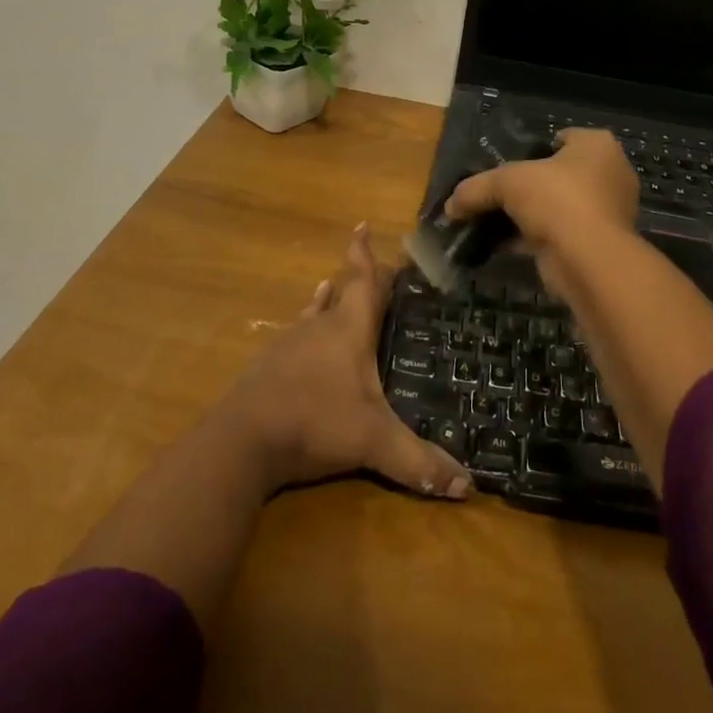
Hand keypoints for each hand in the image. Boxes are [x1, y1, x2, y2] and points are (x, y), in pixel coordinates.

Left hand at [218, 224, 472, 499]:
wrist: (243, 440)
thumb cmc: (315, 422)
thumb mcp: (373, 443)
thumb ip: (419, 462)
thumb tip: (469, 486)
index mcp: (349, 329)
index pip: (363, 281)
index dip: (365, 254)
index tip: (362, 225)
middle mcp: (320, 327)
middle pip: (340, 291)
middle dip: (355, 277)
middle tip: (368, 267)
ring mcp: (290, 344)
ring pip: (314, 312)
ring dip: (326, 300)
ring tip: (330, 289)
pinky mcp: (269, 366)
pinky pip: (296, 336)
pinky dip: (307, 329)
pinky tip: (303, 339)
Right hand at [444, 129, 639, 296]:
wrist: (589, 259)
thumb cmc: (557, 199)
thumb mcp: (507, 182)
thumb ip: (477, 188)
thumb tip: (450, 205)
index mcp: (597, 146)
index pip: (562, 138)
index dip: (534, 148)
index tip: (507, 161)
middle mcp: (608, 174)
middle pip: (557, 174)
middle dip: (528, 185)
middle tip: (497, 192)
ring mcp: (605, 212)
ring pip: (556, 206)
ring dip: (528, 215)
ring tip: (492, 220)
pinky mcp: (596, 244)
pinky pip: (557, 233)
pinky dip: (531, 238)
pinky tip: (500, 245)